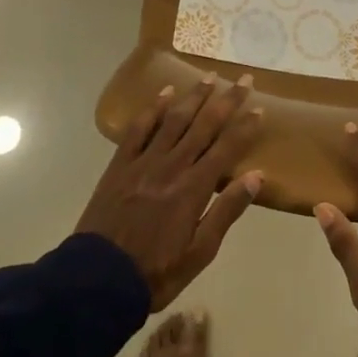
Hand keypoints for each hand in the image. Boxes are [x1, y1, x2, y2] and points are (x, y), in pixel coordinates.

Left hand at [76, 75, 264, 310]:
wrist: (98, 280)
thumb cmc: (156, 273)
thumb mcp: (200, 253)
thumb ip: (227, 211)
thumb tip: (256, 176)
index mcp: (194, 188)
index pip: (227, 148)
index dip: (245, 127)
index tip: (259, 107)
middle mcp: (172, 166)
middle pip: (204, 125)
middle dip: (226, 100)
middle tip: (243, 78)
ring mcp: (144, 162)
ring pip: (174, 120)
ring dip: (193, 97)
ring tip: (209, 77)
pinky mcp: (120, 164)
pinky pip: (138, 129)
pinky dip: (152, 109)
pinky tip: (164, 93)